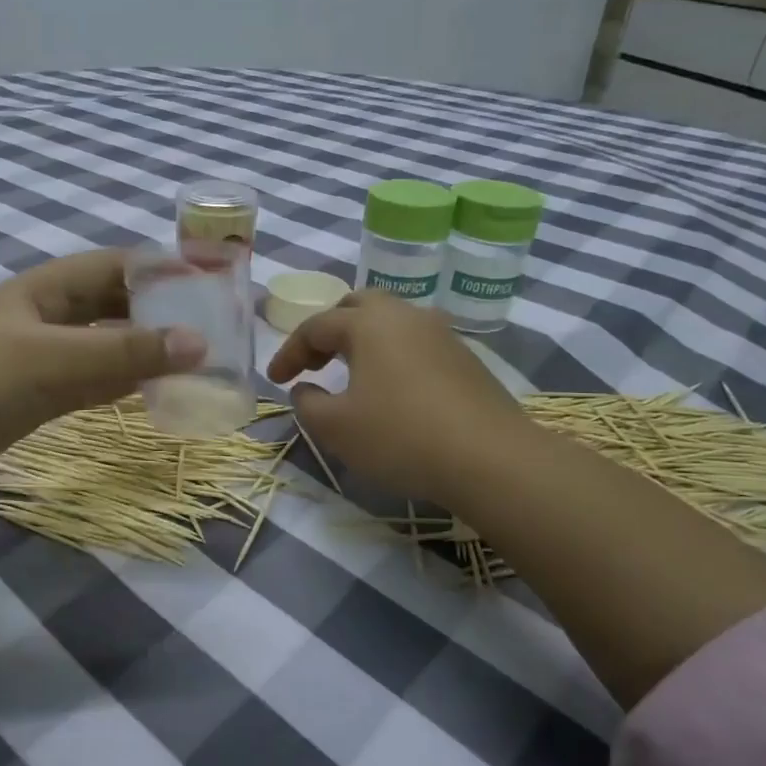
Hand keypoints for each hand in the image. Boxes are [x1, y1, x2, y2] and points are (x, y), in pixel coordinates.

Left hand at [0, 249, 205, 489]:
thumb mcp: (54, 359)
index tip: (207, 283)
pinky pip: (90, 381)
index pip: (114, 266)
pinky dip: (120, 383)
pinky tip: (153, 389)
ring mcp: (41, 357)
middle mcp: (45, 316)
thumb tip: (200, 343)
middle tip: (209, 327)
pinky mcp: (37, 395)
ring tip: (194, 360)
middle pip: (112, 304)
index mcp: (45, 289)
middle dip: (157, 312)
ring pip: (104, 346)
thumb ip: (125, 353)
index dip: (160, 269)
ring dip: (143, 351)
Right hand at [266, 292, 530, 503]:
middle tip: (315, 362)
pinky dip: (392, 356)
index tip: (275, 381)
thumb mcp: (335, 427)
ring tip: (351, 373)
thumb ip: (308, 403)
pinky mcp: (466, 359)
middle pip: (358, 306)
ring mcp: (442, 335)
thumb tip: (306, 389)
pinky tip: (391, 389)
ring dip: (363, 341)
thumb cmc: (399, 436)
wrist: (490, 459)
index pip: (315, 326)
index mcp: (368, 324)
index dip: (289, 352)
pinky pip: (416, 344)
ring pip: (392, 322)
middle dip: (329, 330)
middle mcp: (406, 317)